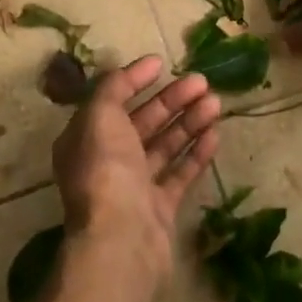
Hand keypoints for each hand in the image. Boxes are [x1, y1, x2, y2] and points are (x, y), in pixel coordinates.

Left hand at [52, 55, 220, 279]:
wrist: (122, 239)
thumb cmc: (107, 170)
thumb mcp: (100, 116)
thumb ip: (112, 89)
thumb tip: (127, 72)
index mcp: (85, 138)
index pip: (111, 100)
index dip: (134, 79)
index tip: (162, 63)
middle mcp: (107, 161)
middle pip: (142, 122)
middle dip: (171, 100)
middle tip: (202, 81)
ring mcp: (134, 187)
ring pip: (164, 146)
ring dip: (188, 122)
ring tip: (216, 102)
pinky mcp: (159, 208)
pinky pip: (179, 174)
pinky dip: (196, 153)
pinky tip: (215, 135)